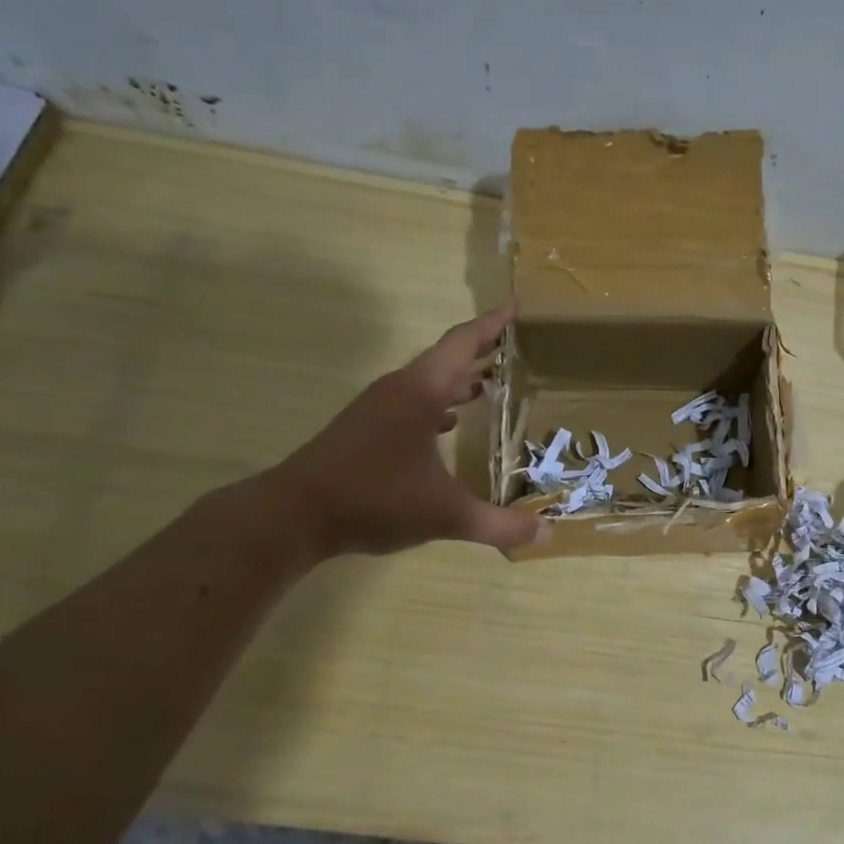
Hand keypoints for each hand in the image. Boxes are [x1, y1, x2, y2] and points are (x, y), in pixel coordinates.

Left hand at [269, 305, 544, 556]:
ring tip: (492, 383)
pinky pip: (413, 402)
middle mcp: (400, 390)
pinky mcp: (366, 428)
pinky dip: (438, 403)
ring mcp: (379, 408)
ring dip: (459, 378)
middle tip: (518, 348)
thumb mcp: (445, 514)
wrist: (294, 515)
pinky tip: (451, 424)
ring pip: (428, 381)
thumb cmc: (374, 500)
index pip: (462, 344)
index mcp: (421, 393)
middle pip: (447, 358)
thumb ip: (499, 524)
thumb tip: (549, 535)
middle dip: (482, 350)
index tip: (516, 308)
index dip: (492, 325)